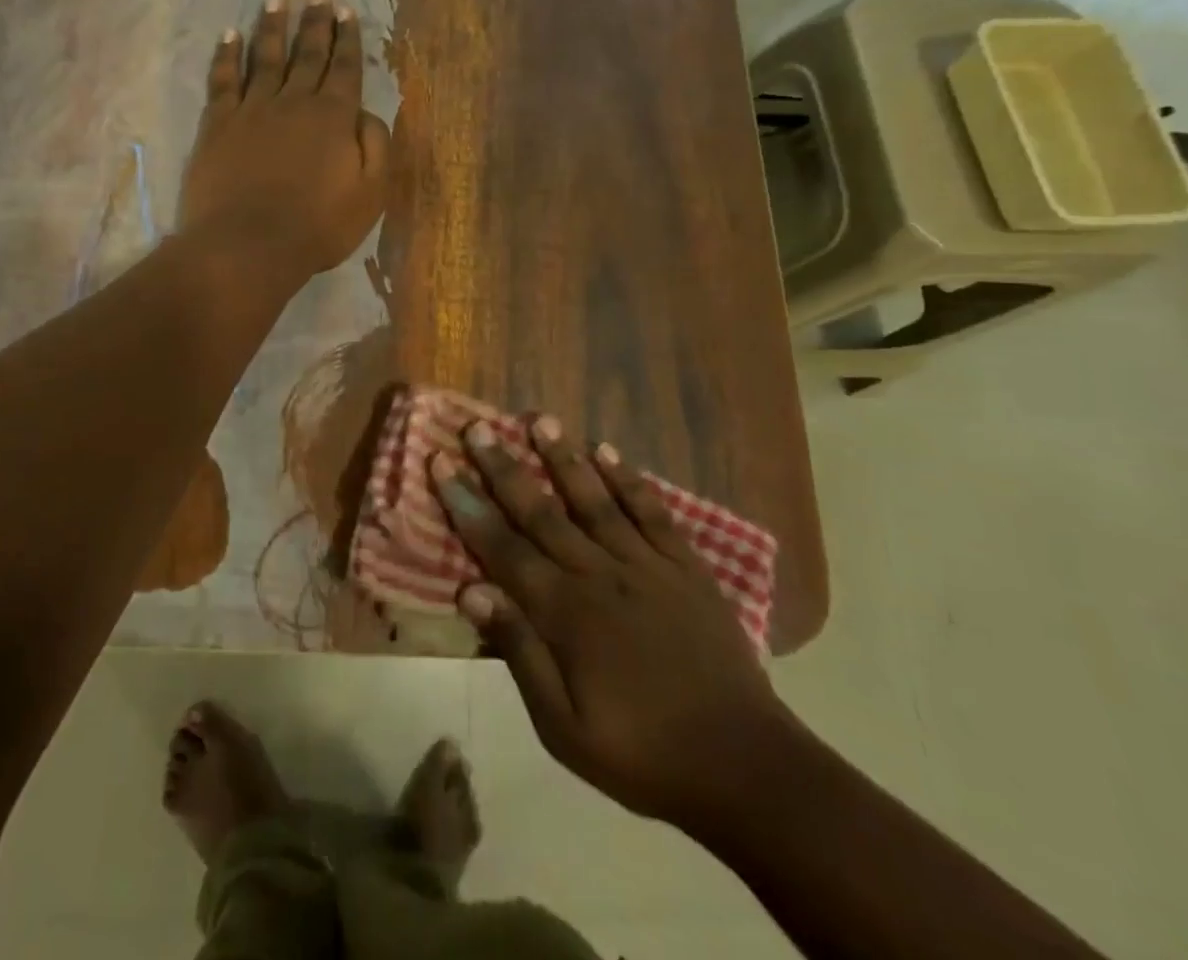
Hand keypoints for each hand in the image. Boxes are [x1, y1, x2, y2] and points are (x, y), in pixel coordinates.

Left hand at [179, 0, 389, 278]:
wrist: (248, 245)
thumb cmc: (317, 226)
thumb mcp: (370, 194)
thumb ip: (376, 146)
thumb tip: (366, 112)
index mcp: (333, 117)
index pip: (344, 69)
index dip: (347, 39)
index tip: (346, 11)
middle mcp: (294, 101)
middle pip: (307, 54)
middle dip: (315, 22)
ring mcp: (252, 109)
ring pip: (265, 58)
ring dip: (272, 28)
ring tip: (276, 1)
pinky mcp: (218, 124)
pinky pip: (222, 80)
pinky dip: (226, 55)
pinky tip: (229, 35)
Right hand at [433, 417, 793, 830]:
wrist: (745, 767)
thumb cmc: (642, 753)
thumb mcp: (564, 728)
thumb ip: (519, 653)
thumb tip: (470, 591)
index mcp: (566, 613)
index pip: (503, 547)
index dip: (467, 504)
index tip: (441, 462)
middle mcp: (600, 574)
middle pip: (541, 511)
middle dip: (503, 468)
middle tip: (477, 428)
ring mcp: (647, 565)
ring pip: (595, 499)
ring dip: (563, 458)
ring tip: (539, 419)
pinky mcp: (687, 567)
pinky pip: (652, 512)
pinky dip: (629, 480)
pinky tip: (608, 451)